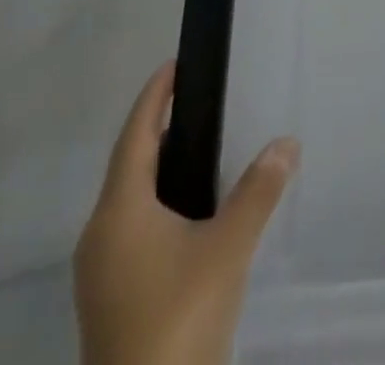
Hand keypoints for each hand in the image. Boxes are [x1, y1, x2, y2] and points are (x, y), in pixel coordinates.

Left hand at [75, 62, 299, 364]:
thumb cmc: (178, 319)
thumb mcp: (228, 249)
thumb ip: (258, 191)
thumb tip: (285, 142)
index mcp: (119, 213)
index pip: (134, 136)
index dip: (153, 98)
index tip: (174, 65)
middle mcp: (99, 236)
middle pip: (127, 166)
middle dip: (157, 130)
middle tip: (194, 101)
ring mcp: (99, 274)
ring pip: (128, 202)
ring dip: (156, 170)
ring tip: (197, 149)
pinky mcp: (108, 300)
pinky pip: (130, 229)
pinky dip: (156, 203)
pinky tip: (187, 214)